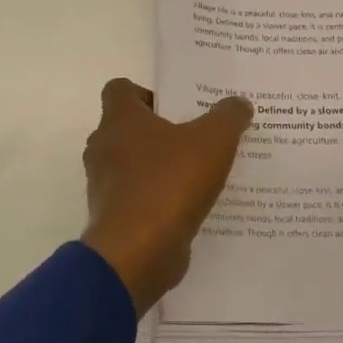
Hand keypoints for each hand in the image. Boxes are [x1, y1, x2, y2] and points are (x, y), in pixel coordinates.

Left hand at [81, 79, 253, 313]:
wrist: (138, 253)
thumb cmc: (170, 183)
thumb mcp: (213, 141)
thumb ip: (228, 117)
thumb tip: (238, 103)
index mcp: (119, 120)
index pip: (120, 89)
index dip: (147, 92)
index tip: (177, 106)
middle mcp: (104, 148)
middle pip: (128, 128)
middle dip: (161, 130)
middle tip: (199, 135)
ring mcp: (106, 185)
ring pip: (134, 165)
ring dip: (162, 167)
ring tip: (202, 172)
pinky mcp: (115, 218)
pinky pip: (139, 198)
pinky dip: (160, 198)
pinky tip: (192, 204)